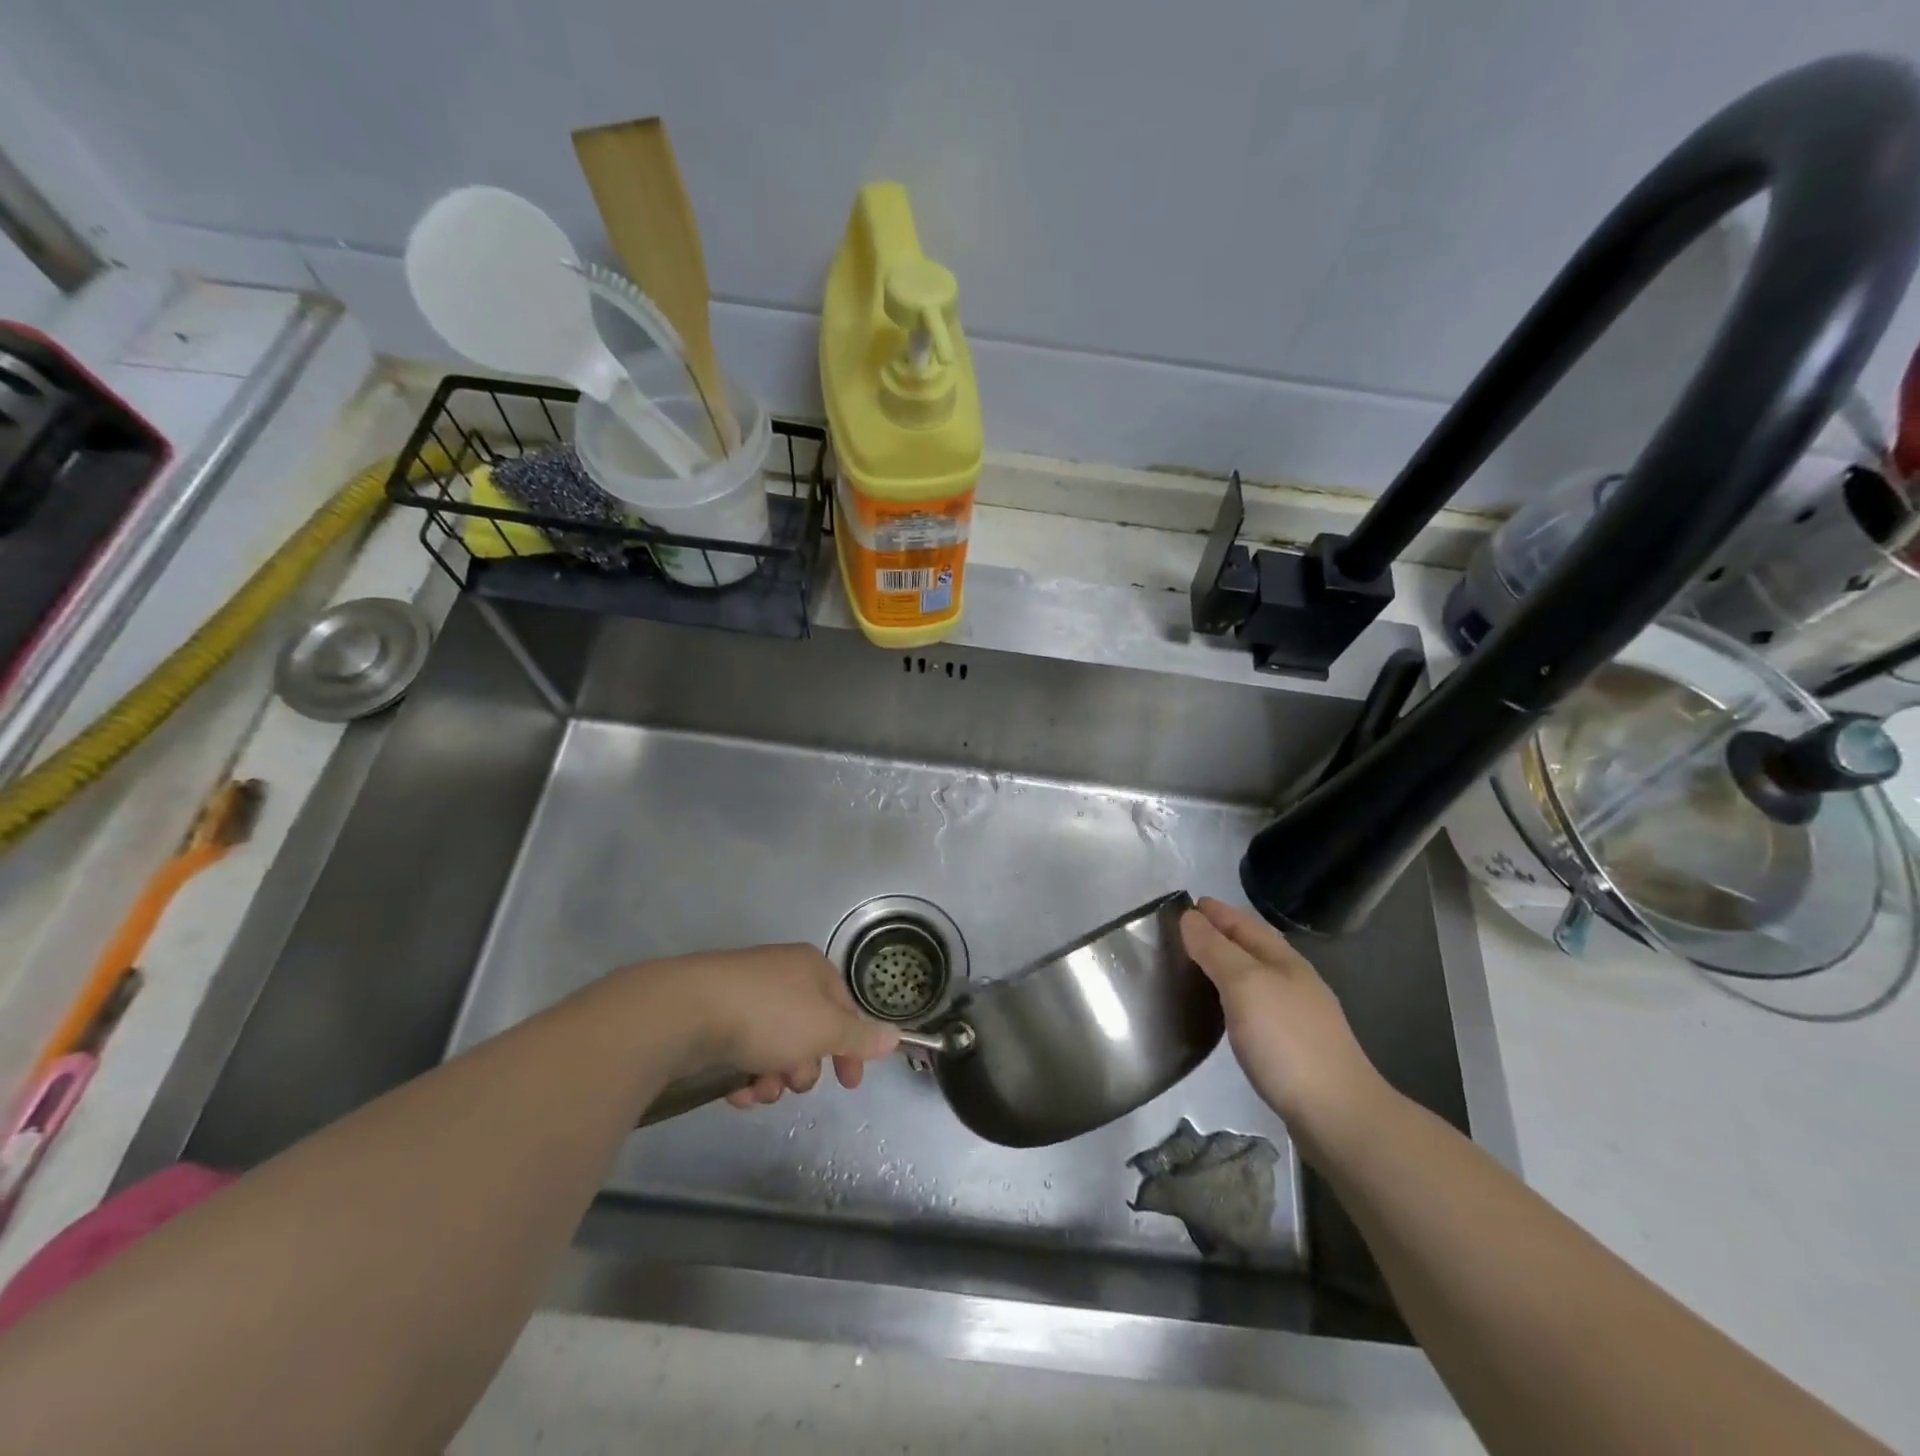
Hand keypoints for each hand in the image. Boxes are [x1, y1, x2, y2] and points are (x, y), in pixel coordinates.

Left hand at [638, 944, 899, 1106]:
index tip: (850, 1084)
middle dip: (804, 1066)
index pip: (845, 1008)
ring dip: (773, 1076)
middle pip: (809, 1030)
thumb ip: (860, 1036)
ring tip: (759, 1090)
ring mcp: (745, 993)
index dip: (852, 1047)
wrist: (686, 1010)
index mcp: (811, 968)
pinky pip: (742, 1049)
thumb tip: (895, 1036)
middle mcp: (781, 975)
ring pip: (774, 1045)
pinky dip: (744, 1074)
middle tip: (794, 1082)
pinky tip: (736, 1092)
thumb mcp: (825, 1029)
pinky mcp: (714, 1015)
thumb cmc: (768, 1015)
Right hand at [1180, 898, 1391, 1154]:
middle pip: (1251, 948)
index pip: (1243, 923)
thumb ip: (1216, 950)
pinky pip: (1256, 1007)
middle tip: (1180, 935)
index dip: (1215, 912)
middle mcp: (1293, 981)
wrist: (1338, 1116)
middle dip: (1219, 936)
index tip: (1183, 905)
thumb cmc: (1286, 1041)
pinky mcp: (1293, 1048)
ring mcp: (1297, 1016)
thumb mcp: (1245, 985)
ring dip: (1226, 967)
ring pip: (1254, 978)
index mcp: (1283, 960)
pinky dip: (1233, 998)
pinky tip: (1221, 1013)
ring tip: (1193, 969)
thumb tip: (1190, 917)